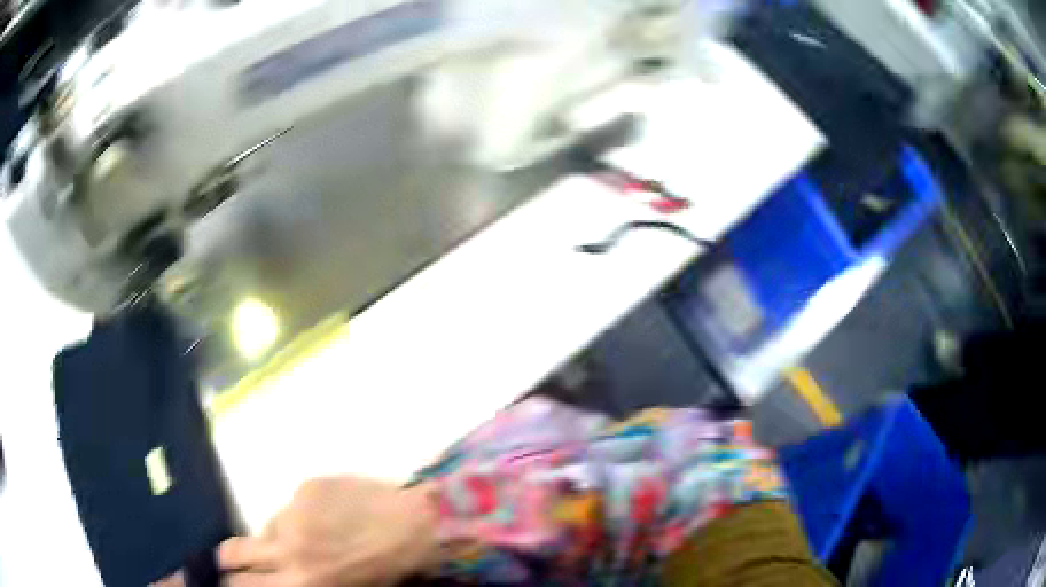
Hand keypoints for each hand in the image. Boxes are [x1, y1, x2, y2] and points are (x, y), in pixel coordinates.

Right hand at [219, 477, 440, 586]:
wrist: (418, 528)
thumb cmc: (383, 569)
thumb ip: (297, 579)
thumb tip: (273, 569)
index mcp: (300, 583)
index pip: (243, 586)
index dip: (232, 582)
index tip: (231, 580)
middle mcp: (288, 551)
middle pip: (232, 552)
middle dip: (229, 559)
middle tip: (233, 560)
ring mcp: (294, 516)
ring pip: (267, 527)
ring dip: (279, 535)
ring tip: (314, 536)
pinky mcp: (306, 488)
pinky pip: (292, 505)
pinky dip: (303, 512)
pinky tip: (334, 515)